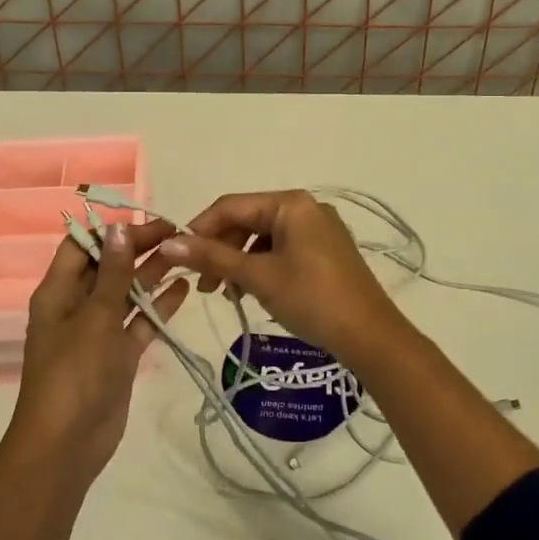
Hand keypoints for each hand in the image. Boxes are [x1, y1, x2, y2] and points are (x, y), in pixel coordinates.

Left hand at [10, 219, 189, 487]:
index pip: (82, 246)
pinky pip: (139, 322)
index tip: (149, 222)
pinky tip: (183, 290)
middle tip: (179, 233)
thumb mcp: (95, 317)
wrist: (67, 445)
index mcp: (58, 292)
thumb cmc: (74, 374)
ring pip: (127, 293)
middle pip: (108, 266)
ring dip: (152, 274)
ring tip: (187, 254)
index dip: (113, 231)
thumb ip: (112, 273)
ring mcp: (98, 331)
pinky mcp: (118, 355)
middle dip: (139, 249)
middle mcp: (77, 306)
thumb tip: (119, 229)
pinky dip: (158, 307)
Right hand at [157, 190, 411, 362]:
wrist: (370, 336)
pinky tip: (253, 293)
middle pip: (248, 221)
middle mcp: (306, 208)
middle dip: (221, 250)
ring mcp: (319, 230)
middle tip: (205, 286)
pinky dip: (262, 268)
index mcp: (291, 203)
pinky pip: (283, 251)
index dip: (200, 229)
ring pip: (264, 239)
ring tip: (227, 295)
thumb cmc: (311, 298)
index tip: (178, 258)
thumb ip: (212, 257)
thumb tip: (168, 243)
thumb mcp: (258, 276)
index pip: (231, 205)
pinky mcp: (326, 253)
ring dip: (239, 262)